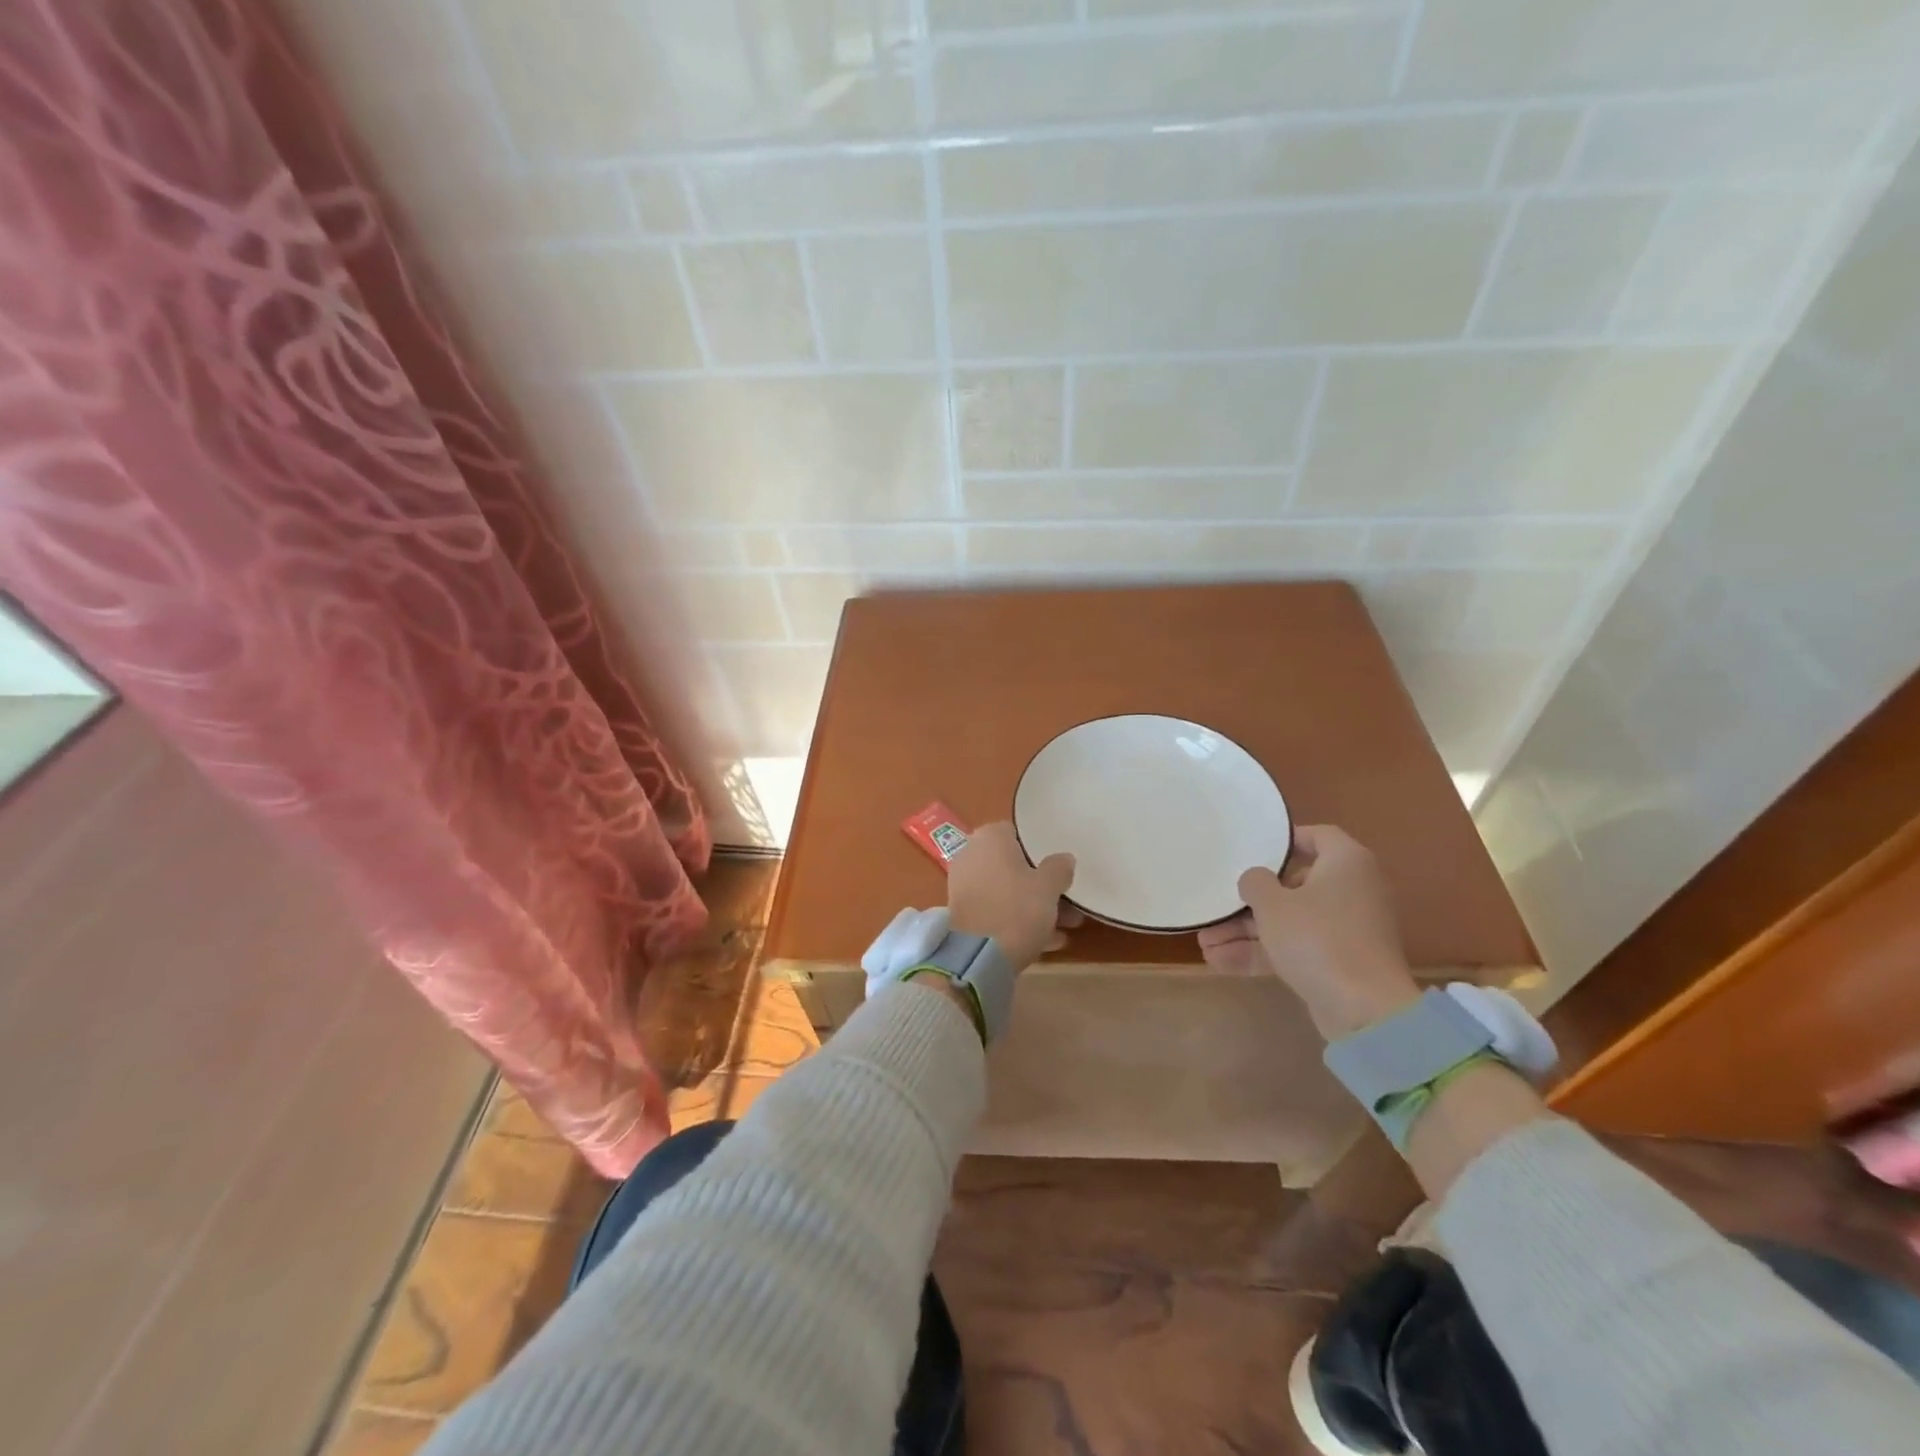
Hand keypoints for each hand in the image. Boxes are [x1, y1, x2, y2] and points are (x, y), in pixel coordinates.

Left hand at [947, 821, 1080, 971]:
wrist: (976, 956)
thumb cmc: (1015, 908)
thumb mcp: (1048, 886)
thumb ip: (1059, 868)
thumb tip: (1064, 858)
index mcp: (989, 838)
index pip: (1019, 834)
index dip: (1042, 850)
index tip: (1061, 867)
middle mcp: (972, 855)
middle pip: (1015, 866)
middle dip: (1043, 885)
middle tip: (1070, 902)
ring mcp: (964, 886)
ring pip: (1008, 891)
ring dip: (1035, 906)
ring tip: (1068, 926)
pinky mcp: (964, 914)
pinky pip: (997, 910)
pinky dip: (1019, 920)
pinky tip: (1049, 941)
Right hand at [1226, 825, 1419, 1040]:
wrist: (1365, 1010)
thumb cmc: (1318, 938)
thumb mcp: (1272, 904)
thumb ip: (1255, 883)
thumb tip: (1255, 879)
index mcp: (1346, 863)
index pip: (1317, 836)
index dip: (1283, 841)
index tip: (1252, 850)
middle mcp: (1352, 890)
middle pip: (1294, 885)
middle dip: (1250, 901)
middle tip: (1218, 906)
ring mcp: (1346, 929)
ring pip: (1290, 921)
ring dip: (1248, 932)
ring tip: (1205, 943)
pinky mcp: (1339, 962)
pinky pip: (1296, 948)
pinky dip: (1263, 953)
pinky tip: (1220, 962)